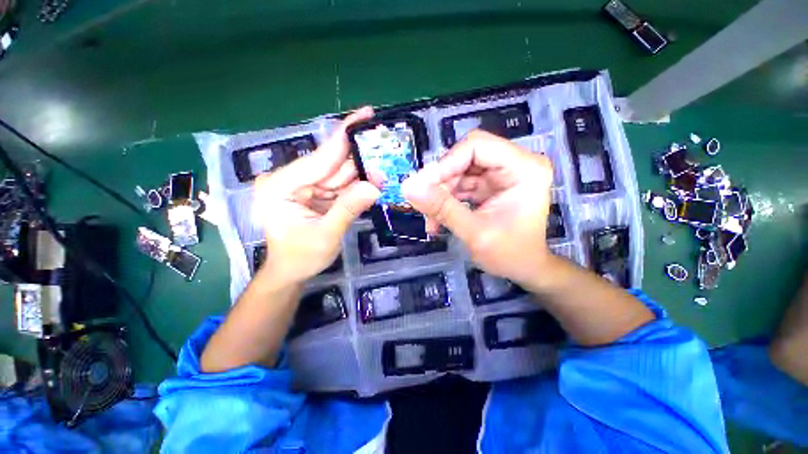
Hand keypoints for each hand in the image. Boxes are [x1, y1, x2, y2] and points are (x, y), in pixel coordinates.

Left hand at [253, 107, 379, 283]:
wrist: (291, 272)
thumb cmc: (301, 257)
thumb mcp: (326, 235)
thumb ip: (348, 209)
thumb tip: (374, 186)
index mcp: (281, 186)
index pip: (319, 157)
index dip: (344, 137)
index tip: (365, 115)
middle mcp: (290, 180)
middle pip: (331, 163)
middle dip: (359, 157)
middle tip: (384, 146)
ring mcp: (303, 186)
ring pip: (338, 174)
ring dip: (361, 172)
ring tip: (383, 168)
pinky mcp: (315, 194)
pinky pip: (339, 186)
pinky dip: (356, 185)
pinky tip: (372, 181)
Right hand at [401, 130, 554, 285]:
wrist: (525, 269)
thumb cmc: (510, 255)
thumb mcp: (475, 233)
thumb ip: (442, 208)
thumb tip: (408, 188)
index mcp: (524, 169)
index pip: (477, 146)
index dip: (446, 163)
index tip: (421, 186)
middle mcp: (515, 164)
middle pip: (465, 157)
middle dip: (441, 182)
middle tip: (423, 204)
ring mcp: (501, 174)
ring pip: (458, 171)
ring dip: (441, 194)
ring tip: (431, 220)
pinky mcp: (490, 185)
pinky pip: (460, 184)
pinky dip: (446, 200)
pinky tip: (437, 219)